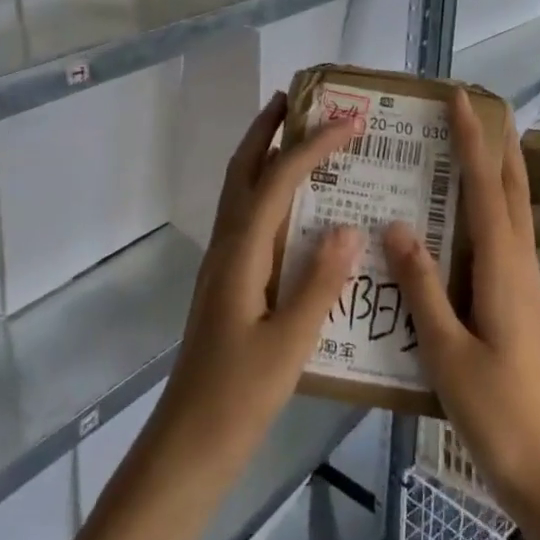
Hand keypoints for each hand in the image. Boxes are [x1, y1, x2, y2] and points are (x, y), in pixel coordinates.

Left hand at [154, 92, 363, 467]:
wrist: (189, 441)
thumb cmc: (239, 396)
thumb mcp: (290, 343)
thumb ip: (319, 282)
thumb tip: (349, 226)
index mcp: (242, 252)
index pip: (278, 179)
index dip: (313, 145)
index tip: (350, 121)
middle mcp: (227, 245)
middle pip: (243, 169)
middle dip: (268, 128)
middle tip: (297, 98)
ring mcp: (223, 262)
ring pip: (240, 190)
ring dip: (264, 153)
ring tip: (297, 134)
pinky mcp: (227, 280)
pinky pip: (247, 217)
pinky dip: (266, 189)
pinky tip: (295, 207)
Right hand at [385, 91, 539, 518]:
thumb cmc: (496, 413)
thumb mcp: (447, 350)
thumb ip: (422, 285)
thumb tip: (397, 224)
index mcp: (502, 269)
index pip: (487, 187)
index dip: (473, 140)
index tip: (461, 98)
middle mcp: (519, 265)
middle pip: (513, 190)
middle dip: (495, 145)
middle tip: (470, 111)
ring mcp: (525, 285)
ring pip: (513, 212)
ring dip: (496, 173)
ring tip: (465, 149)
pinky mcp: (521, 304)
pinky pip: (505, 238)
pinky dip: (489, 209)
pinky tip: (464, 220)